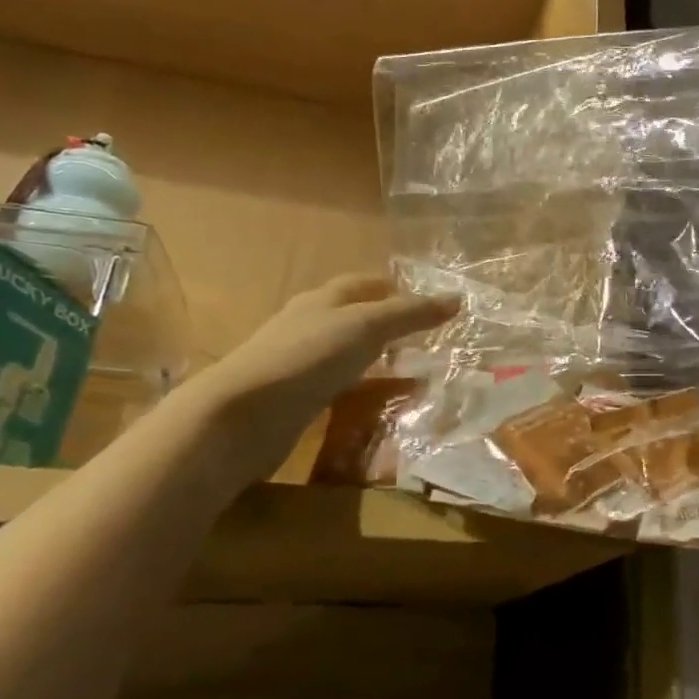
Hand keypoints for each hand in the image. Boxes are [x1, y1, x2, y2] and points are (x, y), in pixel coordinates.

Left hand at [177, 274, 458, 485]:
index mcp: (323, 300)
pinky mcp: (296, 400)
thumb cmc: (307, 357)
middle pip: (354, 317)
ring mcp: (299, 364)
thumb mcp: (366, 327)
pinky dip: (367, 389)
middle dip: (389, 323)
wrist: (242, 415)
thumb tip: (457, 299)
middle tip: (427, 336)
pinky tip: (385, 402)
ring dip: (380, 358)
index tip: (426, 298)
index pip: (362, 284)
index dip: (393, 287)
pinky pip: (342, 387)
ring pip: (349, 354)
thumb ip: (410, 314)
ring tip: (417, 370)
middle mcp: (309, 326)